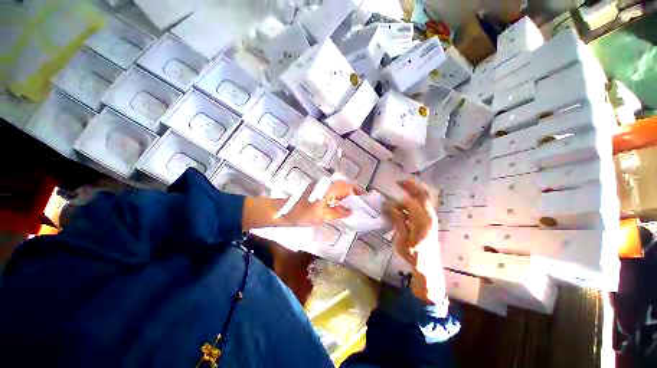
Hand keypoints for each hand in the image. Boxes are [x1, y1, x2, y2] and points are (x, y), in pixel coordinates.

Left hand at [282, 180, 364, 226]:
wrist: (283, 211)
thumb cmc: (302, 213)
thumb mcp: (322, 216)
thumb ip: (338, 212)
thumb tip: (351, 211)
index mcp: (330, 188)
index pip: (350, 188)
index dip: (359, 193)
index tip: (367, 202)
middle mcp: (327, 184)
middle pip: (345, 187)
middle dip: (355, 196)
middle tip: (362, 207)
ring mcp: (322, 187)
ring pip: (339, 190)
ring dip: (347, 198)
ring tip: (354, 208)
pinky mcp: (317, 191)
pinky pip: (332, 193)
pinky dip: (339, 199)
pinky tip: (341, 207)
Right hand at [383, 179, 444, 306]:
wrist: (428, 265)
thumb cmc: (413, 254)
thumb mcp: (402, 240)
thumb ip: (397, 220)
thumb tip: (388, 205)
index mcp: (422, 222)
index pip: (409, 203)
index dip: (396, 201)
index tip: (385, 203)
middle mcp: (429, 216)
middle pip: (422, 195)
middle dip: (411, 185)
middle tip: (399, 181)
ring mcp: (431, 217)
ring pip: (426, 197)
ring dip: (415, 189)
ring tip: (404, 185)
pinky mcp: (430, 219)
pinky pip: (426, 202)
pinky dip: (418, 195)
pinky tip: (411, 195)